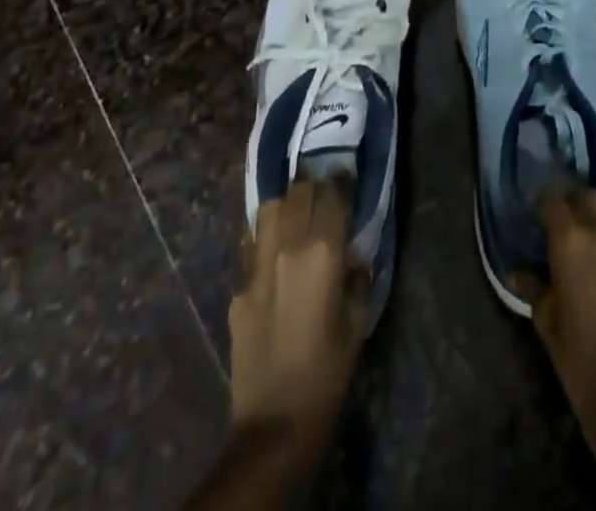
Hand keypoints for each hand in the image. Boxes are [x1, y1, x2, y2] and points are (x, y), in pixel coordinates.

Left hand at [228, 176, 368, 451]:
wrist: (275, 422)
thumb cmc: (328, 372)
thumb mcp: (356, 322)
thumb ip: (356, 279)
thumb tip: (354, 258)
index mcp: (323, 252)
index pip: (332, 195)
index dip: (341, 179)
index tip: (347, 173)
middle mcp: (288, 247)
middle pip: (299, 192)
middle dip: (313, 184)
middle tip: (323, 188)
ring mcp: (258, 265)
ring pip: (270, 209)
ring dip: (286, 203)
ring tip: (296, 210)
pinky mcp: (239, 288)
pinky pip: (252, 244)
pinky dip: (265, 236)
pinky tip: (273, 248)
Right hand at [518, 190, 595, 424]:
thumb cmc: (578, 357)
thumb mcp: (547, 321)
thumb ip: (534, 288)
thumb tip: (519, 272)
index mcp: (571, 241)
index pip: (554, 202)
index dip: (543, 204)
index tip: (535, 215)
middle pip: (591, 196)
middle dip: (576, 200)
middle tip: (562, 219)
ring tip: (582, 242)